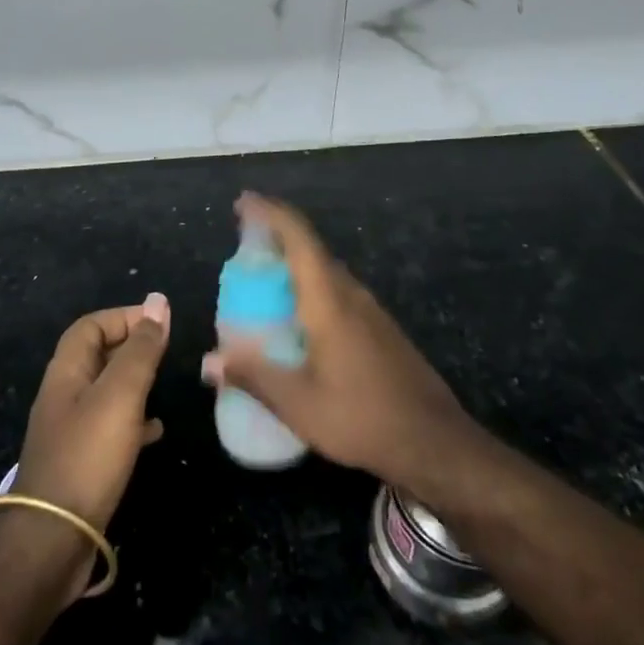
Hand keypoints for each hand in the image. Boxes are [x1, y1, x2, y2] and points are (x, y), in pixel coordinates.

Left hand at [10, 294, 170, 594]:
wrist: (53, 541)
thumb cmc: (87, 457)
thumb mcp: (120, 395)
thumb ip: (140, 349)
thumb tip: (157, 300)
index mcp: (66, 371)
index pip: (91, 326)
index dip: (123, 317)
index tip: (159, 322)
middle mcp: (64, 395)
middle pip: (97, 355)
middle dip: (130, 347)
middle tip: (166, 352)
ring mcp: (70, 431)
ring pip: (105, 392)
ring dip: (133, 383)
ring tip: (164, 386)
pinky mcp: (80, 463)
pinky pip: (109, 427)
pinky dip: (133, 421)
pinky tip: (155, 432)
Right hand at [201, 194, 476, 490]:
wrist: (435, 442)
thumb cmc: (363, 418)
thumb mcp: (299, 405)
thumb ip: (253, 377)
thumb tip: (208, 362)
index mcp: (328, 300)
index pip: (298, 237)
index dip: (270, 212)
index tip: (243, 202)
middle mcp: (350, 293)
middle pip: (311, 248)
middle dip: (276, 235)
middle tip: (243, 243)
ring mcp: (370, 310)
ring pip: (326, 270)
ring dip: (294, 262)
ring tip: (264, 277)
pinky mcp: (380, 328)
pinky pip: (337, 290)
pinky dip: (310, 286)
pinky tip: (299, 317)